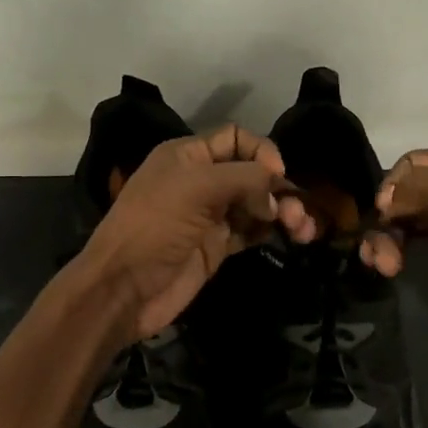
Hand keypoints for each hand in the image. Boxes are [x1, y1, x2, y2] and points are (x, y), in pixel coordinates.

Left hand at [73, 124, 312, 342]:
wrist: (124, 289)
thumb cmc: (155, 227)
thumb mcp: (197, 188)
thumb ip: (244, 179)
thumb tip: (276, 193)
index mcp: (188, 156)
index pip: (236, 138)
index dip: (261, 151)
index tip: (277, 176)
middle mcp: (201, 180)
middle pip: (252, 173)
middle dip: (279, 189)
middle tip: (295, 215)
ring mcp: (210, 216)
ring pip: (257, 204)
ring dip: (283, 212)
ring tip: (303, 230)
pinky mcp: (217, 247)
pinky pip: (253, 230)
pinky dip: (274, 231)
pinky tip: (293, 237)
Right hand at [361, 149, 427, 348]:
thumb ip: (424, 186)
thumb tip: (382, 197)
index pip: (415, 162)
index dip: (393, 184)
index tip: (382, 215)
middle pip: (408, 191)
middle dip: (386, 216)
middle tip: (376, 252)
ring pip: (410, 219)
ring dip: (387, 237)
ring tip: (382, 265)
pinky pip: (419, 242)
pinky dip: (400, 249)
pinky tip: (391, 265)